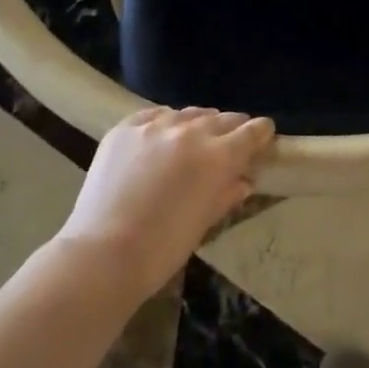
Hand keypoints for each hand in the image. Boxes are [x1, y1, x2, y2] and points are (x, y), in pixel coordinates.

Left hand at [57, 106, 273, 298]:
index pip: (250, 132)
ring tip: (196, 136)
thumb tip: (243, 180)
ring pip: (188, 114)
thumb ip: (226, 195)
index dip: (260, 132)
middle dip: (232, 127)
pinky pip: (154, 115)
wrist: (103, 253)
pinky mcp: (125, 128)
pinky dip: (165, 123)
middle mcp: (191, 132)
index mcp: (218, 157)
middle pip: (222, 118)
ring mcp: (155, 126)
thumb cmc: (163, 248)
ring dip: (198, 123)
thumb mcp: (204, 223)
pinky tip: (162, 135)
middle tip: (232, 138)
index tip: (264, 133)